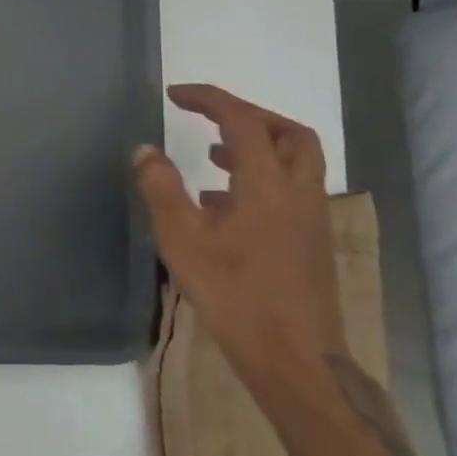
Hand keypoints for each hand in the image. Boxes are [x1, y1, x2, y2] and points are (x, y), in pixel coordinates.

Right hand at [134, 84, 343, 392]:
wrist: (295, 360)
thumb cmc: (234, 294)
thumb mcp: (182, 238)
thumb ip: (161, 187)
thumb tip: (145, 150)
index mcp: (267, 183)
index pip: (242, 119)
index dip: (208, 99)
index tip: (175, 95)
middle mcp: (298, 192)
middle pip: (289, 133)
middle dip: (249, 116)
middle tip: (211, 119)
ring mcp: (310, 219)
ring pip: (295, 162)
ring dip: (257, 147)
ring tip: (212, 155)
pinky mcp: (311, 243)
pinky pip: (290, 190)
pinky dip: (261, 178)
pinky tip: (223, 204)